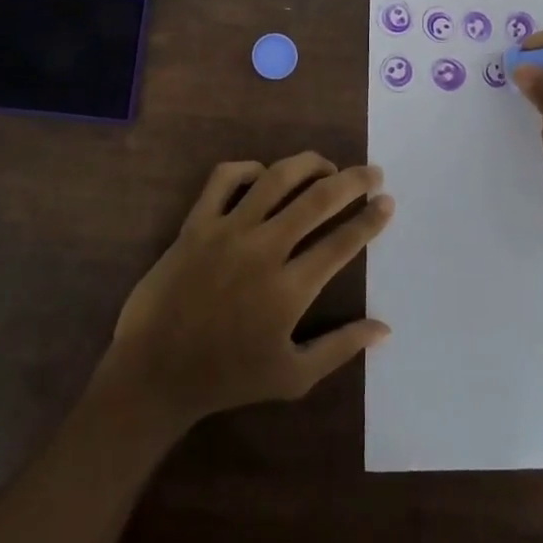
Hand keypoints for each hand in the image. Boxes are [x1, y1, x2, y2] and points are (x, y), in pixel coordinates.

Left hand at [98, 153, 394, 432]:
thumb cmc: (227, 377)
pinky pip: (224, 178)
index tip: (387, 202)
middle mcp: (263, 249)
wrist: (155, 371)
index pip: (341, 243)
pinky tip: (263, 174)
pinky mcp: (197, 222)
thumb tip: (384, 328)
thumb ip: (340, 348)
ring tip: (325, 165)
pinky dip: (248, 168)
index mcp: (289, 289)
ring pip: (275, 178)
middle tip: (373, 172)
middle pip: (317, 200)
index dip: (369, 220)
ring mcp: (227, 230)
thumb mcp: (292, 377)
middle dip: (352, 181)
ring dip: (307, 164)